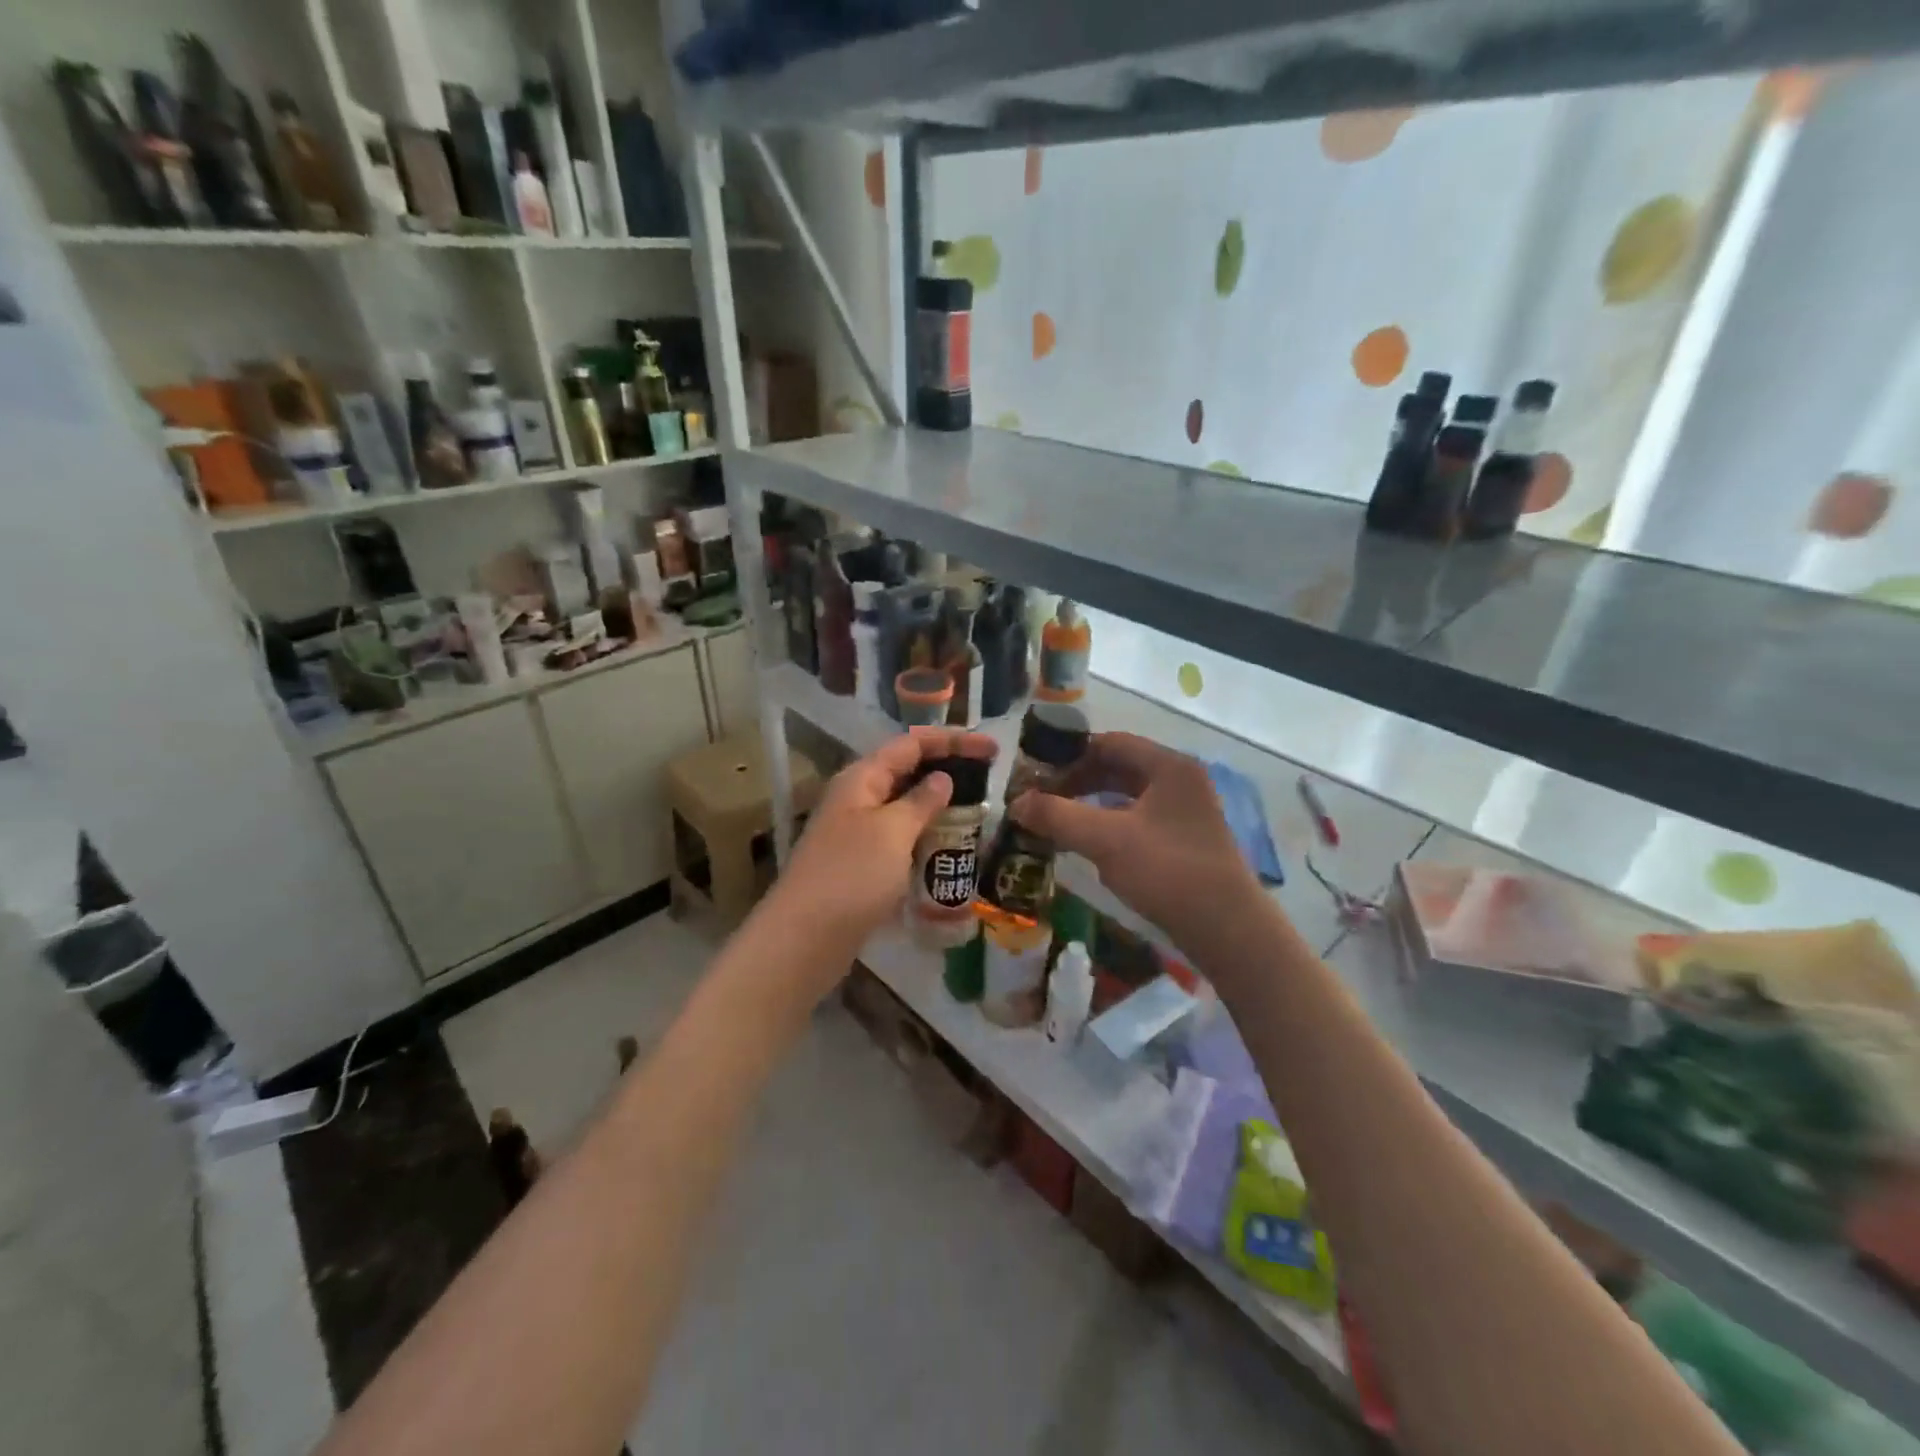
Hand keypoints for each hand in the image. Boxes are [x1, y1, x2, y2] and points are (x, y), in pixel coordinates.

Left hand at [766, 726, 998, 955]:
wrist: (805, 938)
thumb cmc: (852, 876)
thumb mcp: (893, 831)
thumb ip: (921, 801)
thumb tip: (942, 778)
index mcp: (862, 778)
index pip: (912, 744)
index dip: (952, 741)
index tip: (992, 748)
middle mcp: (858, 798)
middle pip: (908, 771)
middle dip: (948, 770)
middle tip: (990, 779)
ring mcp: (857, 832)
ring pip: (905, 807)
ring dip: (939, 806)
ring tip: (978, 813)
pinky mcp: (862, 863)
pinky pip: (901, 838)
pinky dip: (926, 836)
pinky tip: (950, 848)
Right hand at [1011, 732, 1258, 939]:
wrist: (1226, 928)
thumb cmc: (1166, 871)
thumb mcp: (1105, 840)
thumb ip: (1057, 816)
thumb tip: (1015, 803)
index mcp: (1168, 766)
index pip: (1109, 742)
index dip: (1069, 754)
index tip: (1036, 772)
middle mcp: (1180, 780)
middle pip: (1119, 767)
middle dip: (1077, 779)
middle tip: (1041, 797)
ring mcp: (1187, 810)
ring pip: (1128, 794)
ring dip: (1092, 802)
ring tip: (1058, 818)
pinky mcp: (1186, 839)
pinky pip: (1139, 817)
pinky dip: (1110, 823)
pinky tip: (1089, 842)